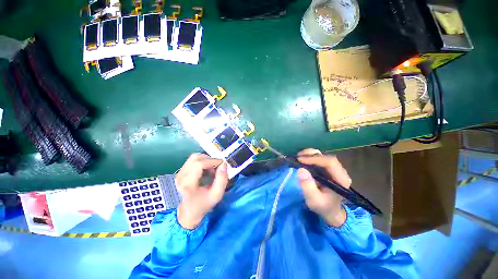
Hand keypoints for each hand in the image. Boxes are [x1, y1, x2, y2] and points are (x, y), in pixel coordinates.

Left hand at [175, 154, 228, 228]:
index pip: (199, 164)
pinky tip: (207, 170)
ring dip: (206, 160)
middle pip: (196, 157)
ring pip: (194, 157)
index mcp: (188, 184)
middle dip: (210, 159)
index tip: (222, 164)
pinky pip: (193, 160)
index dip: (212, 161)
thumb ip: (222, 179)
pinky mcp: (180, 172)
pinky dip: (203, 162)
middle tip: (218, 167)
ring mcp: (179, 173)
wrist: (189, 212)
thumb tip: (224, 164)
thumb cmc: (204, 205)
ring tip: (212, 170)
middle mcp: (181, 176)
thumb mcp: (217, 195)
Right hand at [296, 149, 351, 226]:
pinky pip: (320, 159)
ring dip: (310, 154)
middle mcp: (340, 172)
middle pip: (327, 157)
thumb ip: (308, 186)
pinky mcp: (329, 169)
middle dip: (311, 155)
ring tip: (299, 157)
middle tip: (298, 157)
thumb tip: (301, 169)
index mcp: (340, 179)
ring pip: (323, 156)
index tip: (300, 160)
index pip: (330, 162)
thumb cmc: (323, 207)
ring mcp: (335, 169)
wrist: (330, 211)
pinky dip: (310, 157)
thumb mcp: (314, 200)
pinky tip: (303, 159)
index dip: (314, 159)